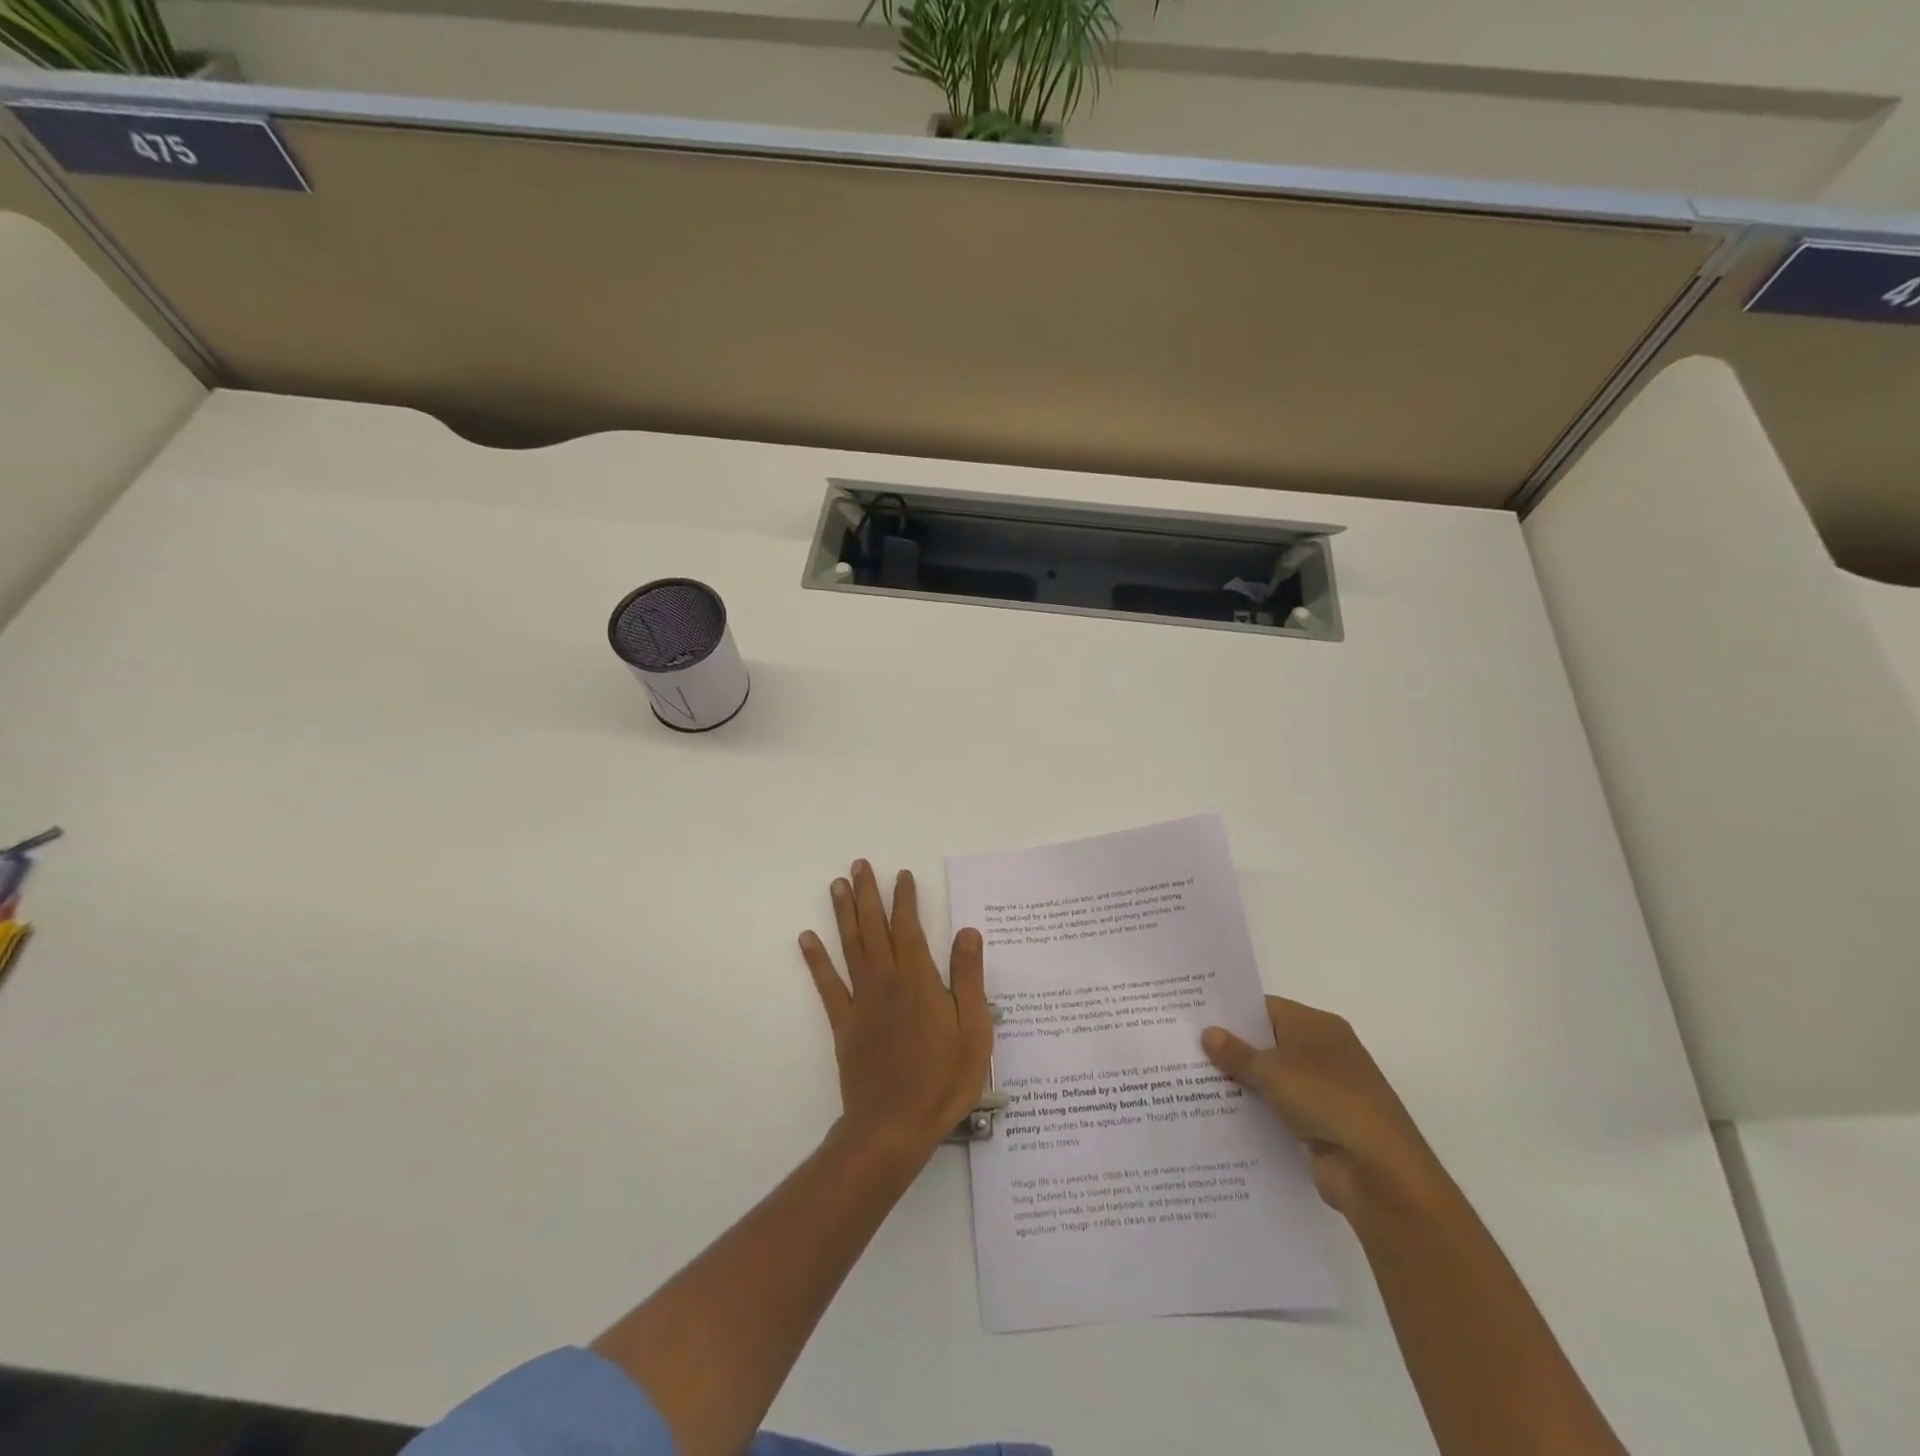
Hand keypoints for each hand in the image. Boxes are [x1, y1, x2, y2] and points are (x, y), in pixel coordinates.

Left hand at [799, 860, 993, 1163]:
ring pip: (850, 947)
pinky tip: (806, 939)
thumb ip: (969, 978)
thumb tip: (967, 932)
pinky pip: (827, 985)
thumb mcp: (973, 1030)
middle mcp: (886, 981)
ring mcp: (861, 1001)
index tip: (901, 875)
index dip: (904, 899)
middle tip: (859, 865)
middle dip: (868, 894)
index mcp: (918, 980)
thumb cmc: (942, 1080)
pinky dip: (816, 960)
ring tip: (836, 885)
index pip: (909, 927)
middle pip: (874, 928)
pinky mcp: (844, 1024)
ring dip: (843, 914)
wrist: (894, 1127)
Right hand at [1203, 997, 1445, 1218]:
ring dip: (1241, 1083)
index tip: (1193, 1017)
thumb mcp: (1273, 1071)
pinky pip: (1278, 1109)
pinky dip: (1256, 1111)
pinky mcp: (1320, 1125)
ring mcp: (1323, 1090)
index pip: (1265, 1008)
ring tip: (1191, 1081)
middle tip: (1185, 1048)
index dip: (1231, 1012)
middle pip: (1267, 1043)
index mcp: (1317, 1026)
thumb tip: (1208, 1032)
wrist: (1380, 1173)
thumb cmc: (1328, 1101)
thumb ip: (1237, 1053)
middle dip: (1231, 1048)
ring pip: (1271, 1078)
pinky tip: (1220, 1115)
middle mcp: (1323, 1052)